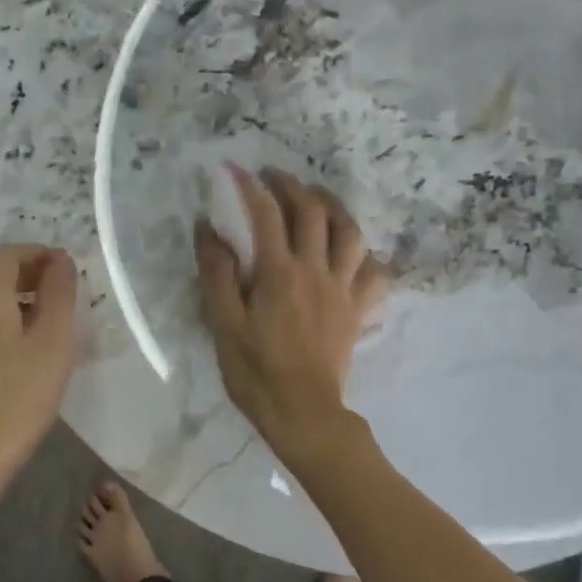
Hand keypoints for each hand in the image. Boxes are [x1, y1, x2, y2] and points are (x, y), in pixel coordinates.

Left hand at [0, 243, 78, 489]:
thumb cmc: (21, 396)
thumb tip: (61, 259)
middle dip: (31, 272)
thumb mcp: (53, 342)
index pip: (8, 253)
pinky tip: (28, 351)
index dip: (39, 252)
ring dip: (20, 298)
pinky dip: (7, 321)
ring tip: (53, 320)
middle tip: (65, 290)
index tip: (69, 268)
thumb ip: (59, 294)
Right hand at [196, 167, 387, 462]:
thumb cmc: (256, 371)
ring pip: (350, 232)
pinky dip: (365, 254)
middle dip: (293, 185)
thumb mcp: (223, 324)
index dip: (250, 186)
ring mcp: (343, 288)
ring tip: (318, 198)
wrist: (303, 413)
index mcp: (279, 272)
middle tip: (275, 175)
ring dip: (334, 206)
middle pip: (312, 211)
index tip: (235, 168)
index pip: (266, 214)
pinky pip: (374, 272)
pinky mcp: (358, 309)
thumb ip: (217, 272)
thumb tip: (208, 228)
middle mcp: (316, 270)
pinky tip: (353, 251)